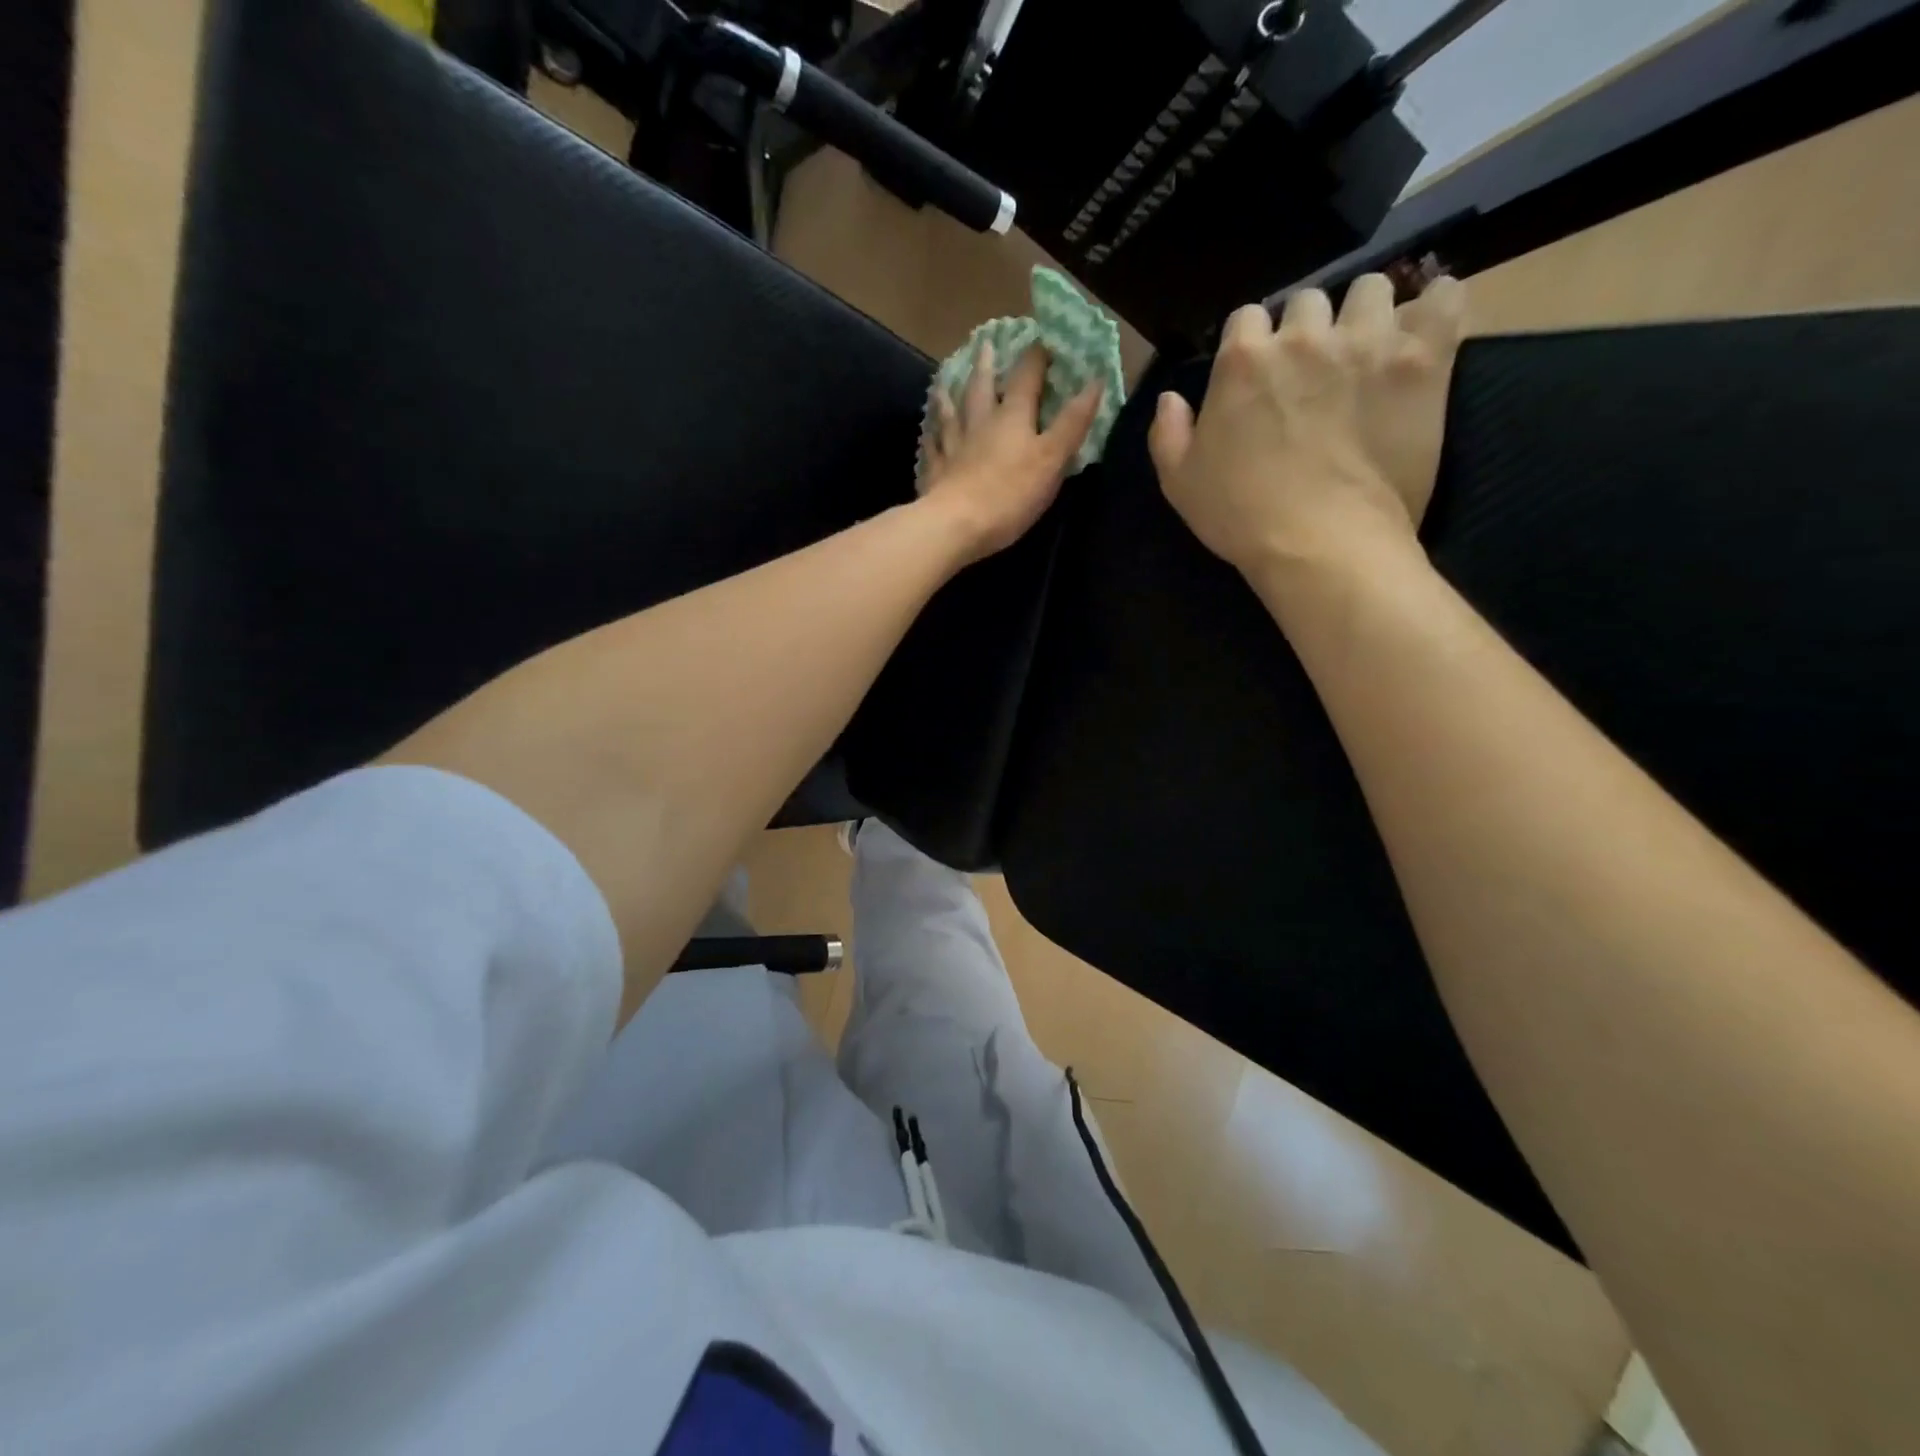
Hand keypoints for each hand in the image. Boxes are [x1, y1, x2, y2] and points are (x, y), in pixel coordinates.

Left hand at [919, 341, 1103, 562]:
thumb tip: (1096, 381)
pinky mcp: (936, 473)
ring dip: (950, 395)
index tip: (1042, 341)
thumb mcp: (1052, 458)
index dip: (1036, 358)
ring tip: (943, 382)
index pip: (1026, 377)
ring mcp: (953, 447)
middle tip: (985, 344)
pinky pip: (932, 448)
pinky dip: (931, 438)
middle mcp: (980, 423)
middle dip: (987, 366)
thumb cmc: (1010, 493)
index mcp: (1012, 416)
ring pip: (951, 413)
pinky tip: (927, 435)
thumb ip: (1073, 422)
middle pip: (982, 387)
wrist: (956, 525)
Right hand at [1148, 274, 1465, 578]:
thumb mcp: (1180, 483)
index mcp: (1243, 360)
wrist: (1320, 542)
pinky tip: (1424, 328)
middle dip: (1307, 329)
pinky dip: (1436, 305)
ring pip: (1371, 290)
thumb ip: (1167, 433)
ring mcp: (1368, 341)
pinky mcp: (1423, 359)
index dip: (1251, 345)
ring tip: (1367, 350)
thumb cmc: (1242, 516)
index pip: (1246, 319)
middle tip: (1312, 371)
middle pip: (1308, 302)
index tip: (1257, 375)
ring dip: (1364, 314)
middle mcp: (1305, 335)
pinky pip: (1443, 299)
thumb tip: (1171, 398)